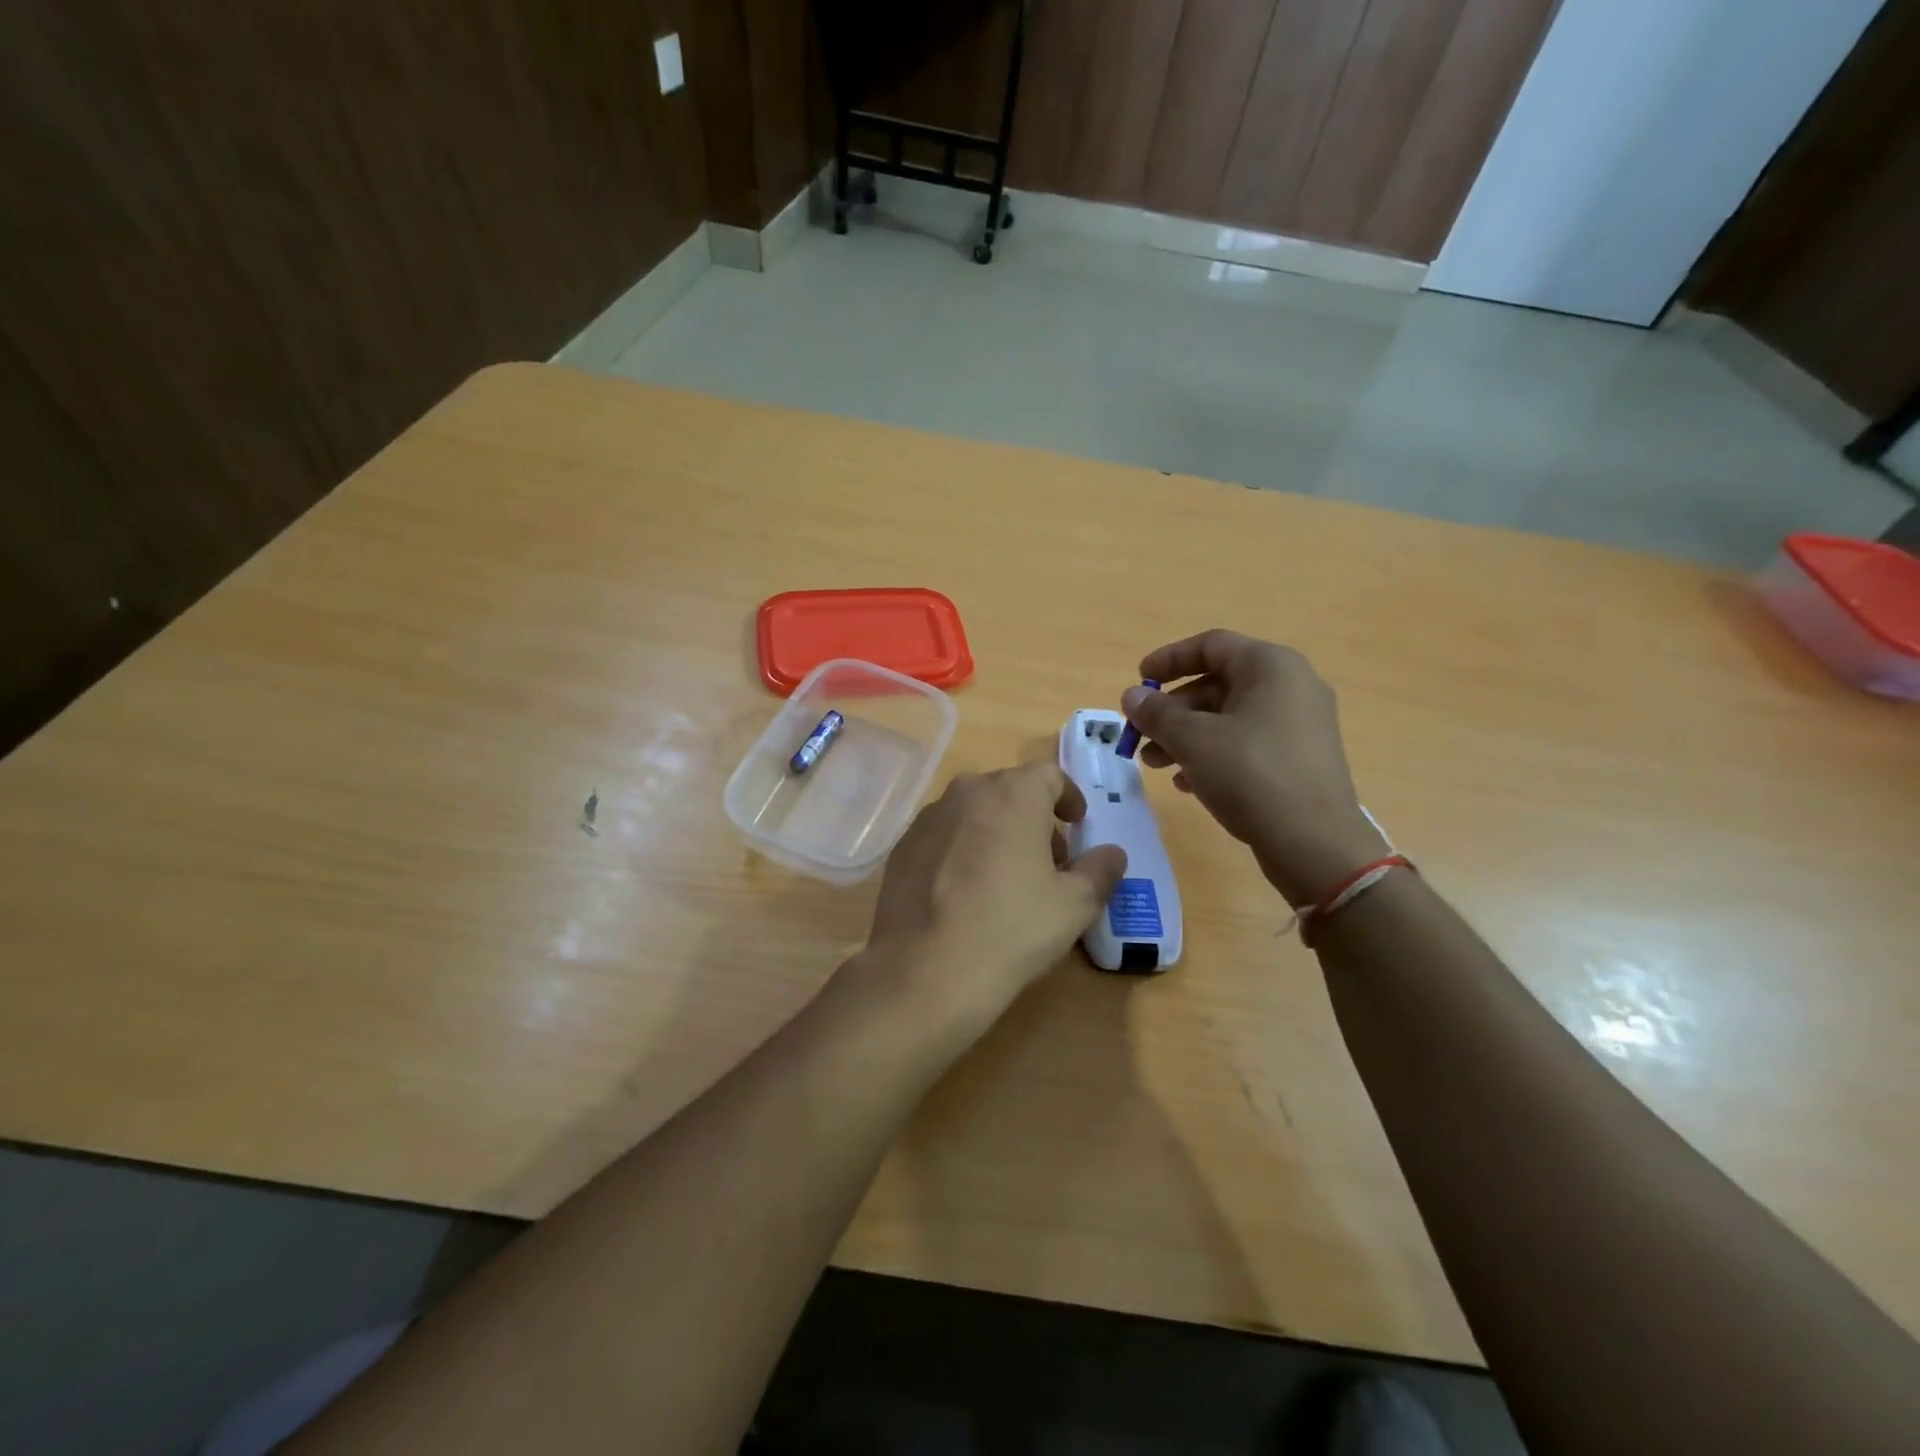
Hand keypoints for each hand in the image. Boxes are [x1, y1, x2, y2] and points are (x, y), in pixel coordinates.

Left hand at [862, 763, 1127, 1028]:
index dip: (1069, 797)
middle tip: (1048, 858)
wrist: (925, 971)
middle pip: (1009, 790)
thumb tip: (1112, 853)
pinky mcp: (902, 847)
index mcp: (1013, 794)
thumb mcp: (1074, 906)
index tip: (1077, 824)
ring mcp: (928, 818)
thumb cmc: (1012, 930)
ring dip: (996, 830)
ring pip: (973, 811)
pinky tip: (964, 891)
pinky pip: (944, 835)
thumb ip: (1099, 871)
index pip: (1049, 776)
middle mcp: (967, 792)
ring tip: (1005, 876)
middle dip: (1033, 816)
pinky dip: (961, 849)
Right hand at [1121, 630, 1387, 906]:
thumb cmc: (1251, 775)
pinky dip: (1213, 753)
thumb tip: (1132, 696)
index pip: (1211, 645)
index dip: (1169, 659)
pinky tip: (1188, 782)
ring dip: (1186, 735)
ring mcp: (1300, 723)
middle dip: (1172, 710)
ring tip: (1155, 764)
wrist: (1314, 843)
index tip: (1139, 680)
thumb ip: (1157, 713)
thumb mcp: (1193, 740)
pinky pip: (1247, 742)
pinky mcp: (1300, 757)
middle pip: (1217, 683)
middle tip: (1140, 734)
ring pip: (1229, 717)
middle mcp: (1291, 686)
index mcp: (1270, 666)